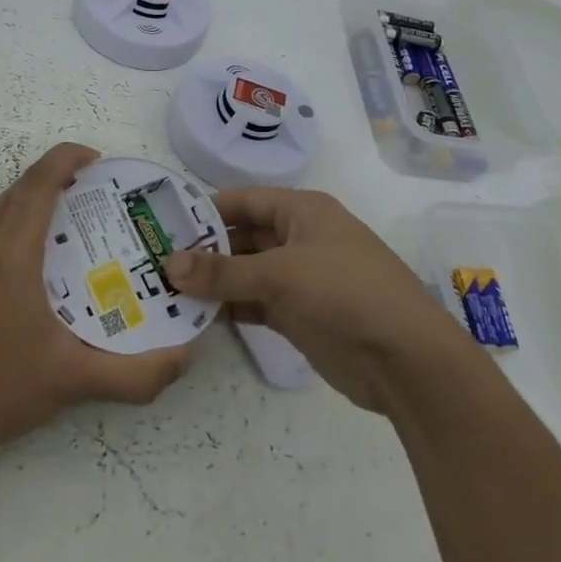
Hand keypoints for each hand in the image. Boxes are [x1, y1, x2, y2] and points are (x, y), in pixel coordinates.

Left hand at [0, 142, 191, 458]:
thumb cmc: (4, 394)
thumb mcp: (77, 383)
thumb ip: (137, 374)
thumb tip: (186, 355)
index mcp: (15, 256)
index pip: (42, 183)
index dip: (68, 159)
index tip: (97, 162)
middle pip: (21, 190)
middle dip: (57, 178)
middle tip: (92, 193)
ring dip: (25, 195)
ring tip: (58, 204)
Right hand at [166, 187, 459, 412]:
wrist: (406, 360)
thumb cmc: (345, 293)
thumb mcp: (280, 275)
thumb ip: (223, 272)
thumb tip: (169, 265)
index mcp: (301, 211)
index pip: (242, 201)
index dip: (204, 211)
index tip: (161, 225)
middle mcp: (299, 239)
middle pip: (242, 237)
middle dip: (203, 251)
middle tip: (154, 264)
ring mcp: (300, 279)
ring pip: (246, 273)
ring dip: (213, 283)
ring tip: (164, 291)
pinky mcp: (299, 315)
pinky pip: (255, 304)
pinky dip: (230, 308)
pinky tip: (196, 317)